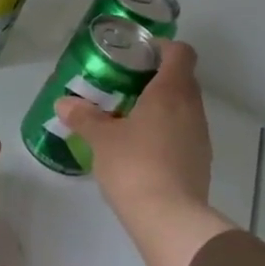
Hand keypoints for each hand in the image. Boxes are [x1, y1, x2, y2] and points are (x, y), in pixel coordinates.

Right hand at [55, 41, 235, 265]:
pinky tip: (140, 148)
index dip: (162, 47)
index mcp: (171, 92)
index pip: (180, 53)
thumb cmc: (134, 166)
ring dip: (160, 107)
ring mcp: (200, 135)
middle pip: (182, 79)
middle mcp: (192, 108)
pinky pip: (183, 133)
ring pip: (183, 108)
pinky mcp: (200, 160)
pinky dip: (165, 131)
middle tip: (123, 85)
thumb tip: (63, 103)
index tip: (138, 54)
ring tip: (128, 118)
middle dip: (155, 78)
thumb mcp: (101, 139)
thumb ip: (84, 117)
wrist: (168, 218)